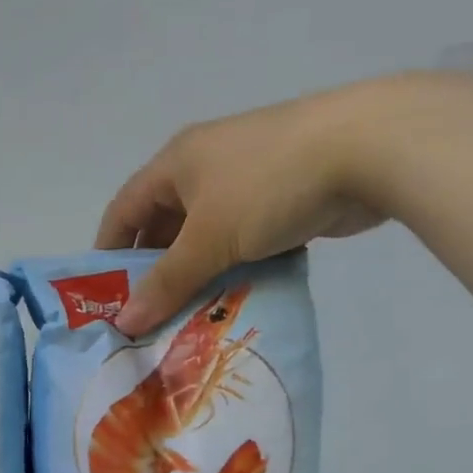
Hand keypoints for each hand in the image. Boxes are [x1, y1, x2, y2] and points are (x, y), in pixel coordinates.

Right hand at [96, 81, 401, 335]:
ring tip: (185, 317)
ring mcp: (247, 178)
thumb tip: (124, 323)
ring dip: (196, 273)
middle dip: (154, 270)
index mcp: (176, 163)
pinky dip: (233, 266)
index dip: (108, 250)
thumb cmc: (268, 186)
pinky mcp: (283, 194)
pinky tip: (232, 299)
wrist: (370, 148)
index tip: (102, 294)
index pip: (124, 208)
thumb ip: (166, 283)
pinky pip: (242, 238)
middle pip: (164, 224)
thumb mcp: (208, 239)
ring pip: (206, 235)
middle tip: (146, 316)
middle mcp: (205, 166)